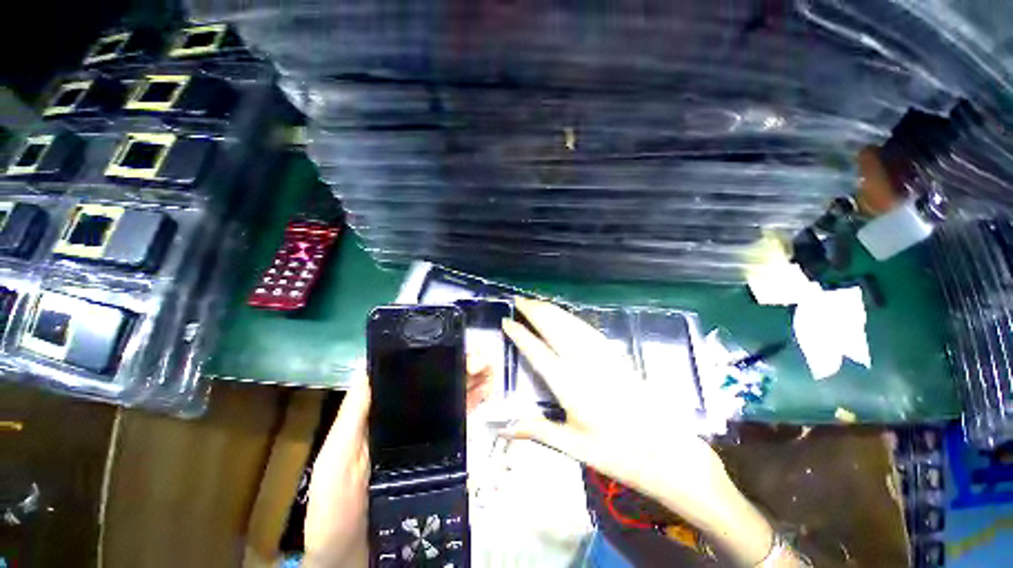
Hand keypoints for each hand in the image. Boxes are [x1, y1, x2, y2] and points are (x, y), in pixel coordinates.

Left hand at [303, 363, 494, 567]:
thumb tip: (370, 365)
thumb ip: (353, 415)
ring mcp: (424, 436)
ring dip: (471, 382)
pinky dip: (473, 405)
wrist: (354, 559)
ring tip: (490, 371)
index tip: (453, 348)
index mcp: (382, 413)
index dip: (432, 358)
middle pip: (436, 384)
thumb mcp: (336, 458)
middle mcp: (406, 418)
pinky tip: (486, 394)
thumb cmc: (336, 508)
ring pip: (451, 399)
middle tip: (481, 359)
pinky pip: (458, 423)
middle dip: (459, 367)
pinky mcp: (438, 455)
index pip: (410, 376)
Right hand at [501, 298, 777, 566]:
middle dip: (535, 312)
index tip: (507, 322)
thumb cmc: (619, 454)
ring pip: (572, 325)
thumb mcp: (575, 448)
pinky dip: (572, 319)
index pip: (538, 352)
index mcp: (571, 387)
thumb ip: (538, 430)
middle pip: (555, 329)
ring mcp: (603, 357)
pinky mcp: (616, 357)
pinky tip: (566, 316)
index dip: (520, 335)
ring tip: (537, 302)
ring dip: (553, 311)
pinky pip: (589, 330)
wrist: (669, 453)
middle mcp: (585, 365)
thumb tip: (504, 428)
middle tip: (519, 300)